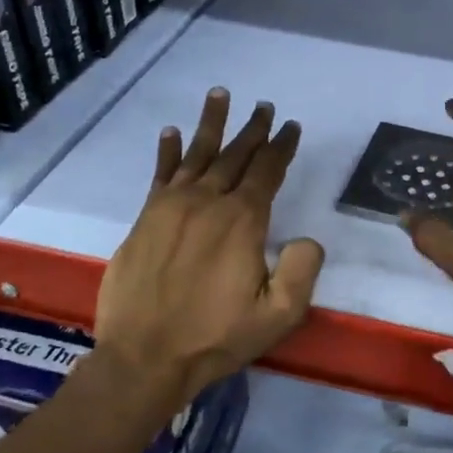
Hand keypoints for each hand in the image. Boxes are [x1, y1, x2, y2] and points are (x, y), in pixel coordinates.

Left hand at [95, 88, 324, 407]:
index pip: (267, 171)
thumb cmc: (216, 337)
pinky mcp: (146, 219)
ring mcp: (172, 208)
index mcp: (242, 222)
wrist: (144, 357)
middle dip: (253, 130)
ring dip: (211, 124)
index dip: (281, 147)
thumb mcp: (278, 315)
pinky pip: (160, 174)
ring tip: (220, 95)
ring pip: (196, 154)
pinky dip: (167, 151)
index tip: (291, 127)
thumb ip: (302, 271)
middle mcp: (208, 203)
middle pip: (234, 155)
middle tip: (263, 107)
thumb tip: (308, 238)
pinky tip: (171, 132)